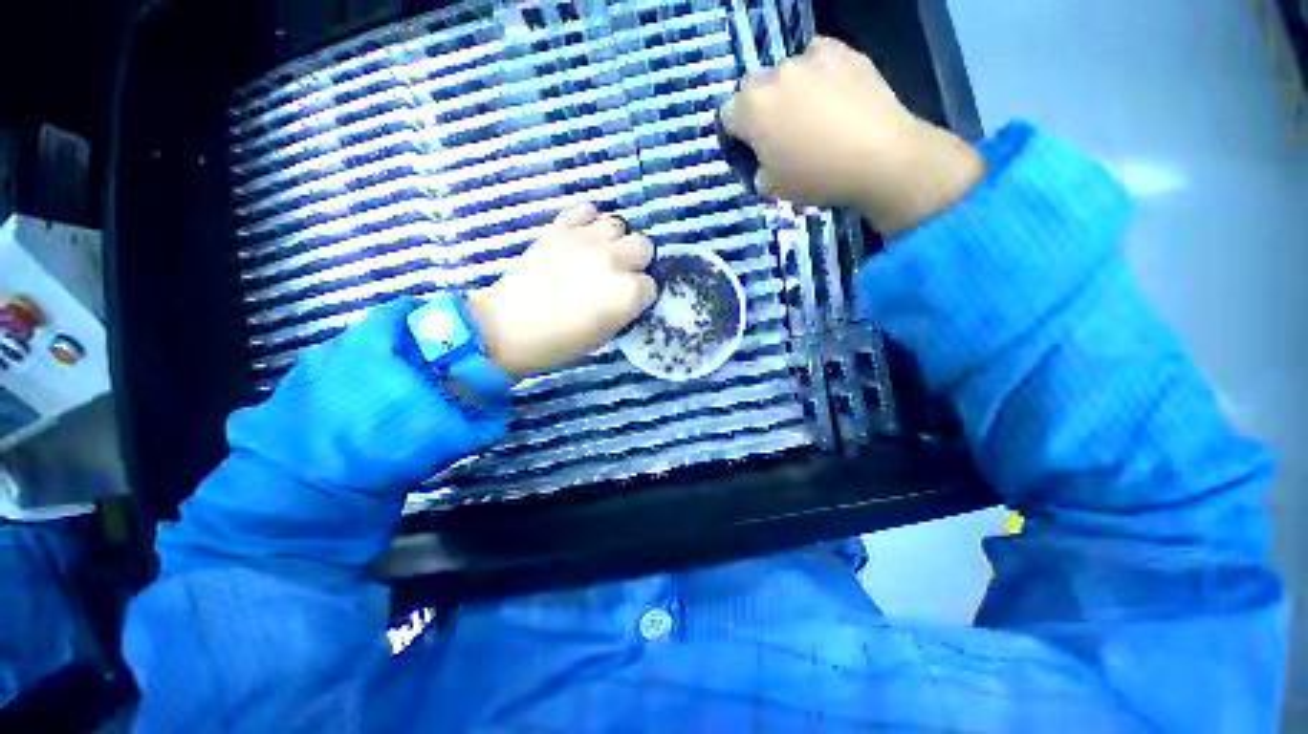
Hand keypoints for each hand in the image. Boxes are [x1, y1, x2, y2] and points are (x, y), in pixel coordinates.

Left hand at [467, 204, 656, 377]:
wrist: (512, 326)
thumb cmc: (563, 341)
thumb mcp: (608, 332)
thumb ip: (627, 306)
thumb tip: (632, 290)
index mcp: (628, 293)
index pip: (651, 285)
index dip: (640, 294)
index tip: (628, 301)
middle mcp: (614, 261)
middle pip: (643, 246)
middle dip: (635, 261)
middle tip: (619, 275)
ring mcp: (588, 240)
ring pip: (618, 224)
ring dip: (614, 241)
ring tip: (600, 255)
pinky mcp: (562, 227)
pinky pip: (588, 210)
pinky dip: (589, 222)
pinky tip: (582, 238)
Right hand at [721, 36, 984, 235]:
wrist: (879, 157)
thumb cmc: (816, 178)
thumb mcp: (771, 188)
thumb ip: (756, 167)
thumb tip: (763, 158)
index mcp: (752, 108)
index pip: (727, 115)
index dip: (736, 134)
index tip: (750, 150)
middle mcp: (775, 75)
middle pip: (755, 89)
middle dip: (761, 110)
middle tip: (780, 134)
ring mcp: (810, 57)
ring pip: (787, 72)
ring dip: (790, 91)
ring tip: (812, 115)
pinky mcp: (843, 51)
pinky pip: (819, 58)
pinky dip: (818, 74)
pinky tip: (832, 95)